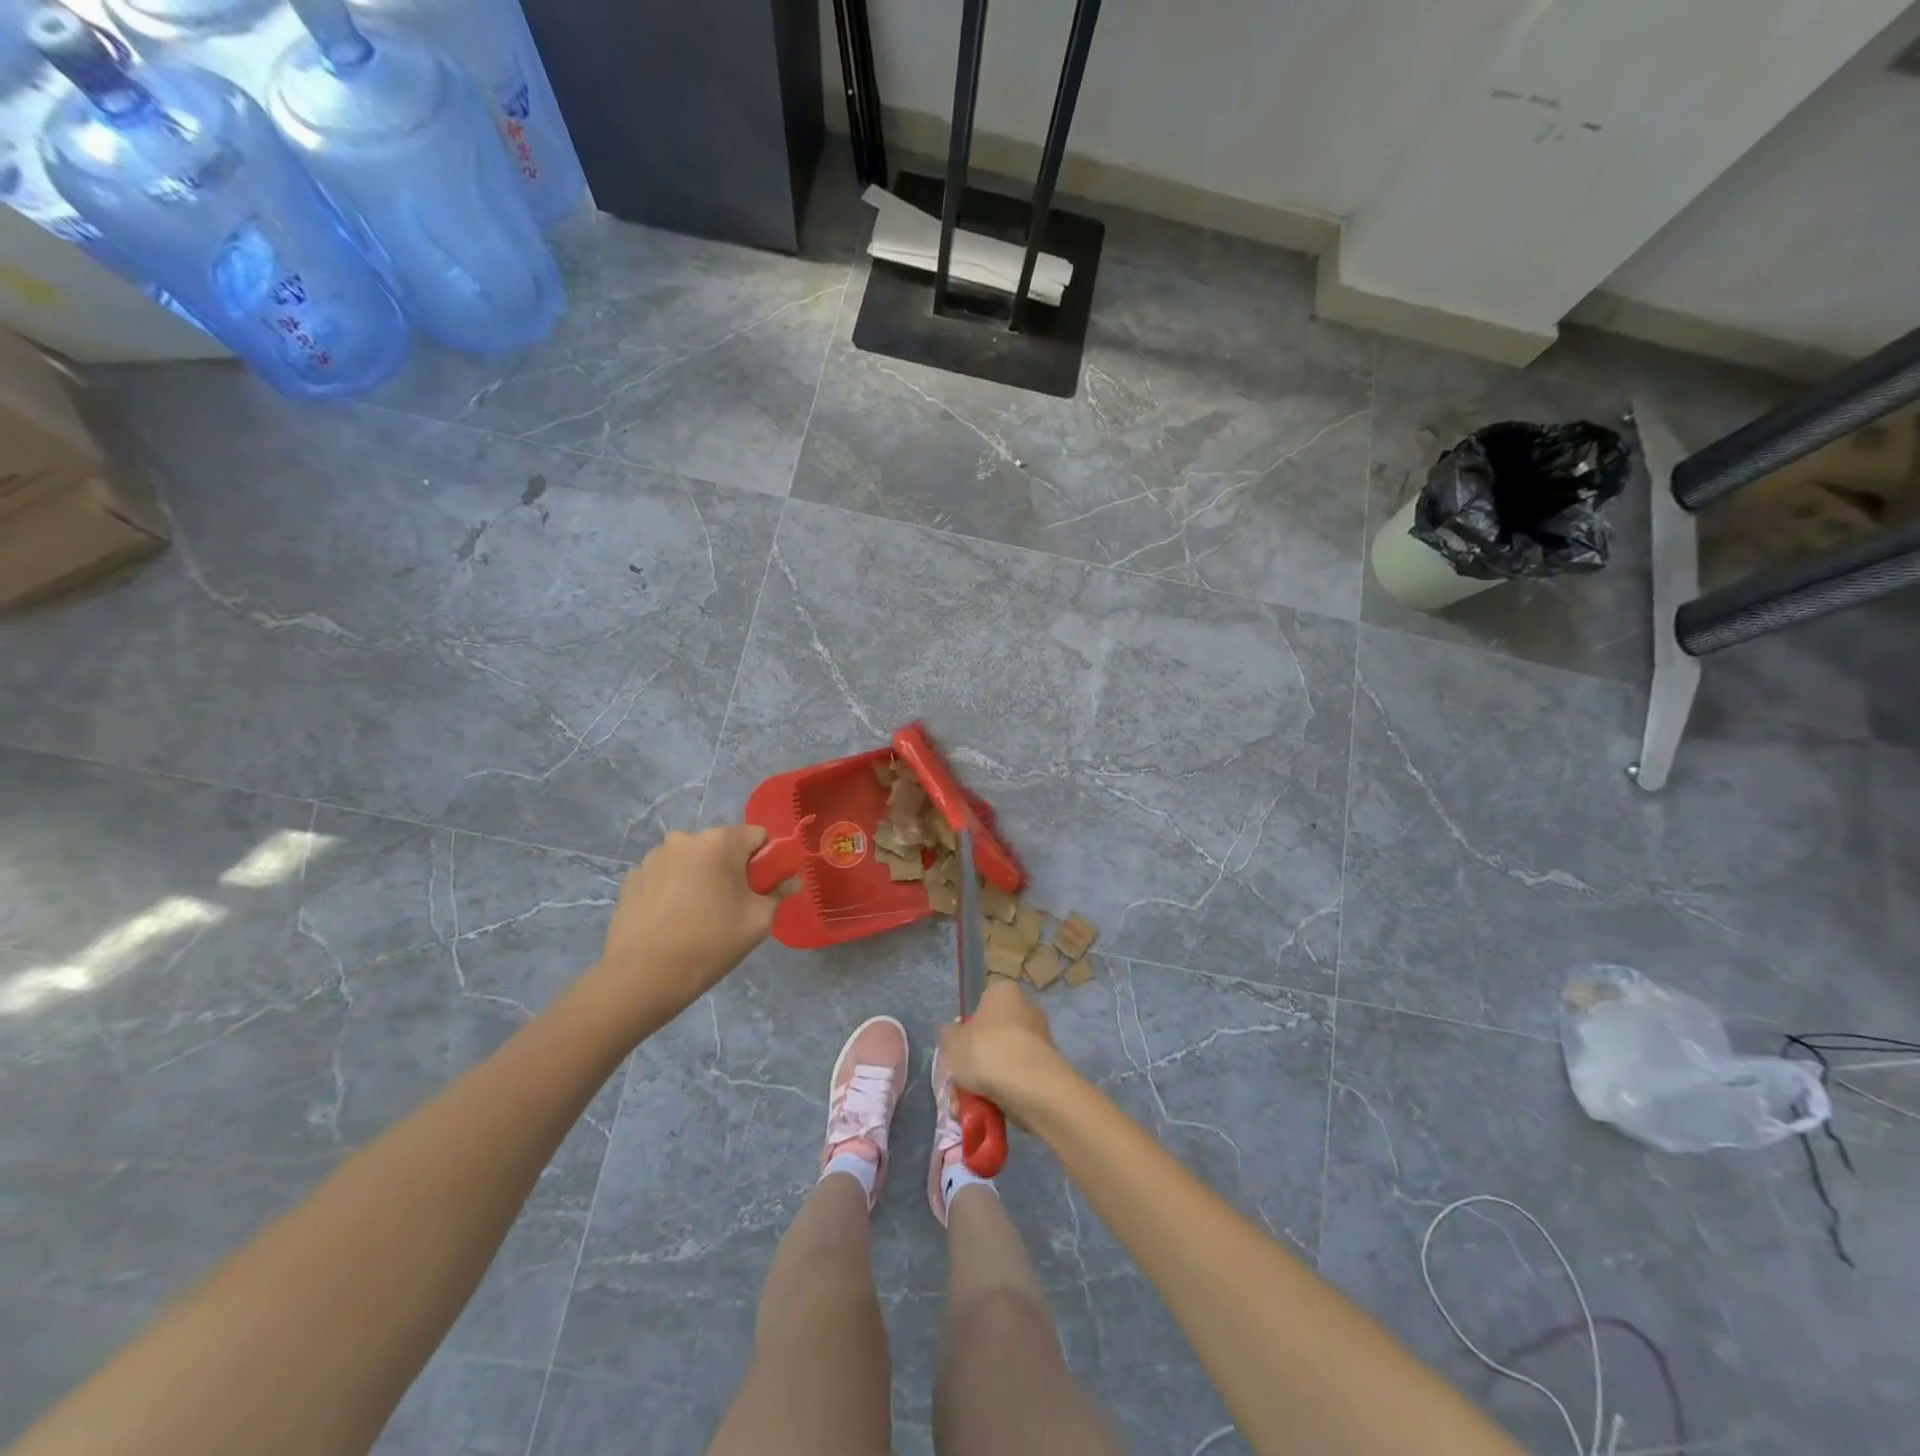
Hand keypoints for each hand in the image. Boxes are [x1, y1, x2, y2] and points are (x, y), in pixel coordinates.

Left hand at [592, 825, 789, 1025]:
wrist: (643, 976)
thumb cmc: (710, 943)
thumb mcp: (758, 921)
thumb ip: (778, 893)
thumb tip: (790, 881)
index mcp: (720, 842)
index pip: (758, 835)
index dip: (766, 860)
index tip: (761, 889)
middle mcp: (685, 838)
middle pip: (723, 845)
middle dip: (731, 868)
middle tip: (731, 905)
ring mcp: (654, 857)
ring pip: (692, 860)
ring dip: (700, 876)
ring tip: (696, 915)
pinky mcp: (632, 878)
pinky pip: (666, 875)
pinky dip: (674, 888)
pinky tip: (671, 919)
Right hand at [940, 978, 1072, 1118]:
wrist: (1030, 1085)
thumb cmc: (987, 1050)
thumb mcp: (951, 1040)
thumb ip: (948, 1035)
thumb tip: (954, 1034)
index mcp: (1004, 993)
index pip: (981, 1007)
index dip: (966, 1030)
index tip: (957, 1053)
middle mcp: (1026, 1011)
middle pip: (990, 1040)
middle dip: (971, 1067)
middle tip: (956, 1089)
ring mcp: (1039, 1042)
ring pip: (1001, 1064)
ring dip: (980, 1087)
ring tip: (964, 1110)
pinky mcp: (1046, 1070)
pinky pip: (1016, 1081)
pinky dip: (1000, 1096)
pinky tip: (983, 1115)